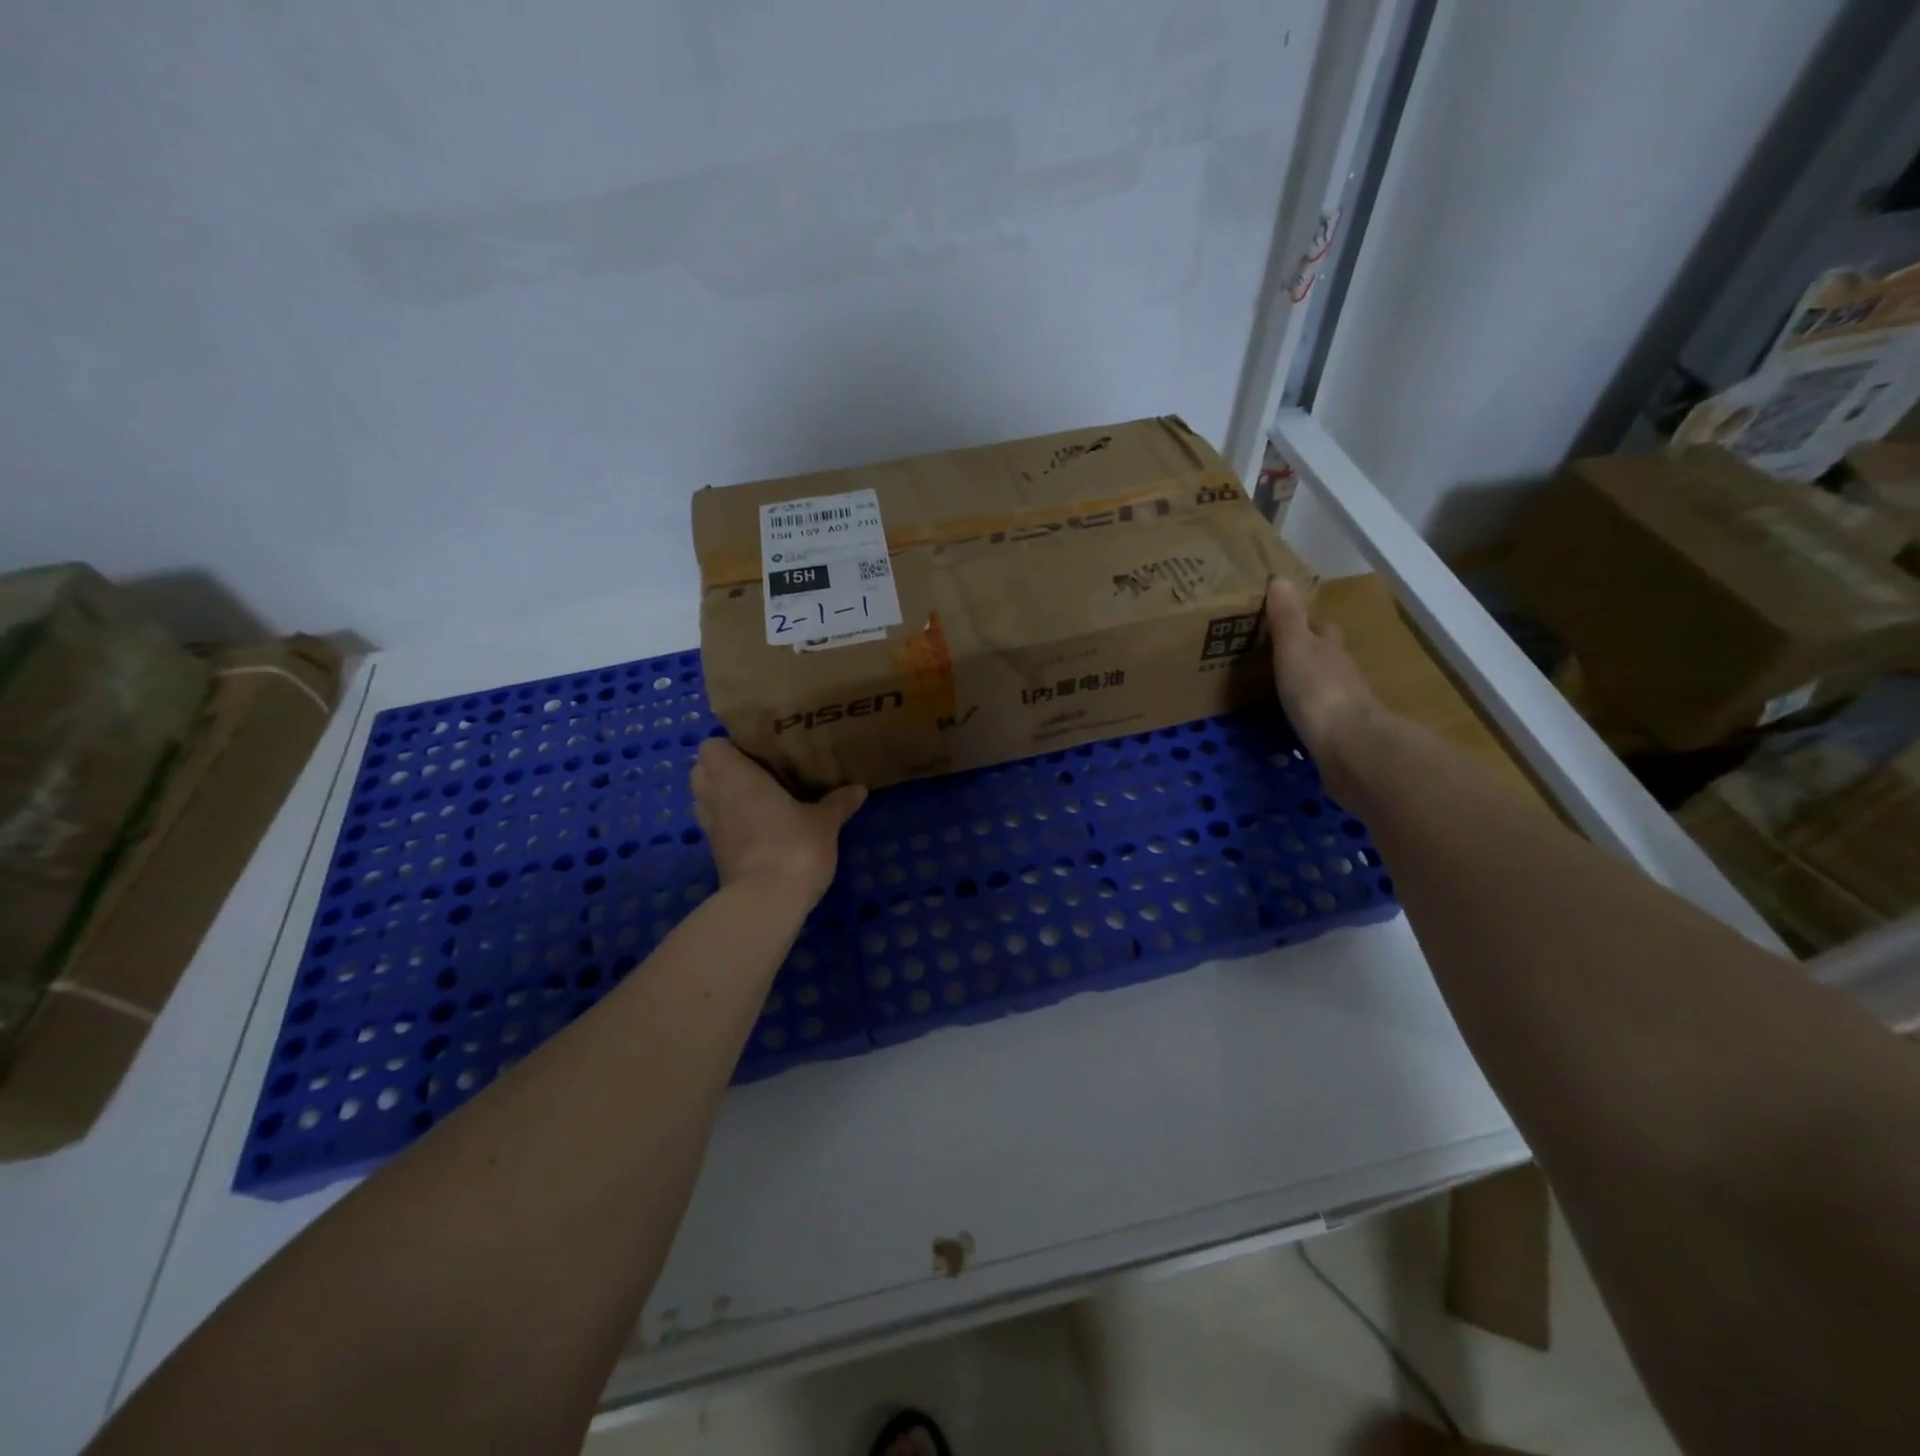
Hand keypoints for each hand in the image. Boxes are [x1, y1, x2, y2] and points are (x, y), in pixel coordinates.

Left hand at [690, 739, 865, 904]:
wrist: (766, 902)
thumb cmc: (793, 846)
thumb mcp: (824, 822)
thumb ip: (837, 803)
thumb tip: (859, 788)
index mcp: (734, 775)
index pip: (712, 745)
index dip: (731, 745)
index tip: (759, 750)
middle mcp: (714, 796)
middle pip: (703, 771)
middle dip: (725, 769)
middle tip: (762, 771)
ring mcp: (711, 827)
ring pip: (707, 799)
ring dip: (726, 796)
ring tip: (762, 797)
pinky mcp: (715, 854)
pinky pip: (718, 825)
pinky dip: (732, 822)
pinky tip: (762, 825)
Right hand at [1265, 579, 1380, 773]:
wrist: (1348, 746)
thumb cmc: (1318, 691)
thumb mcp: (1295, 648)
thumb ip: (1287, 618)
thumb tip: (1281, 579)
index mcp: (1330, 650)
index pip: (1323, 629)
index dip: (1309, 624)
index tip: (1287, 622)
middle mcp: (1342, 674)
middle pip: (1327, 657)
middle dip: (1309, 654)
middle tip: (1279, 656)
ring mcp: (1344, 706)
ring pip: (1324, 686)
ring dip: (1308, 684)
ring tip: (1278, 688)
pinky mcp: (1338, 735)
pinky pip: (1320, 717)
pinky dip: (1308, 713)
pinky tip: (1293, 719)